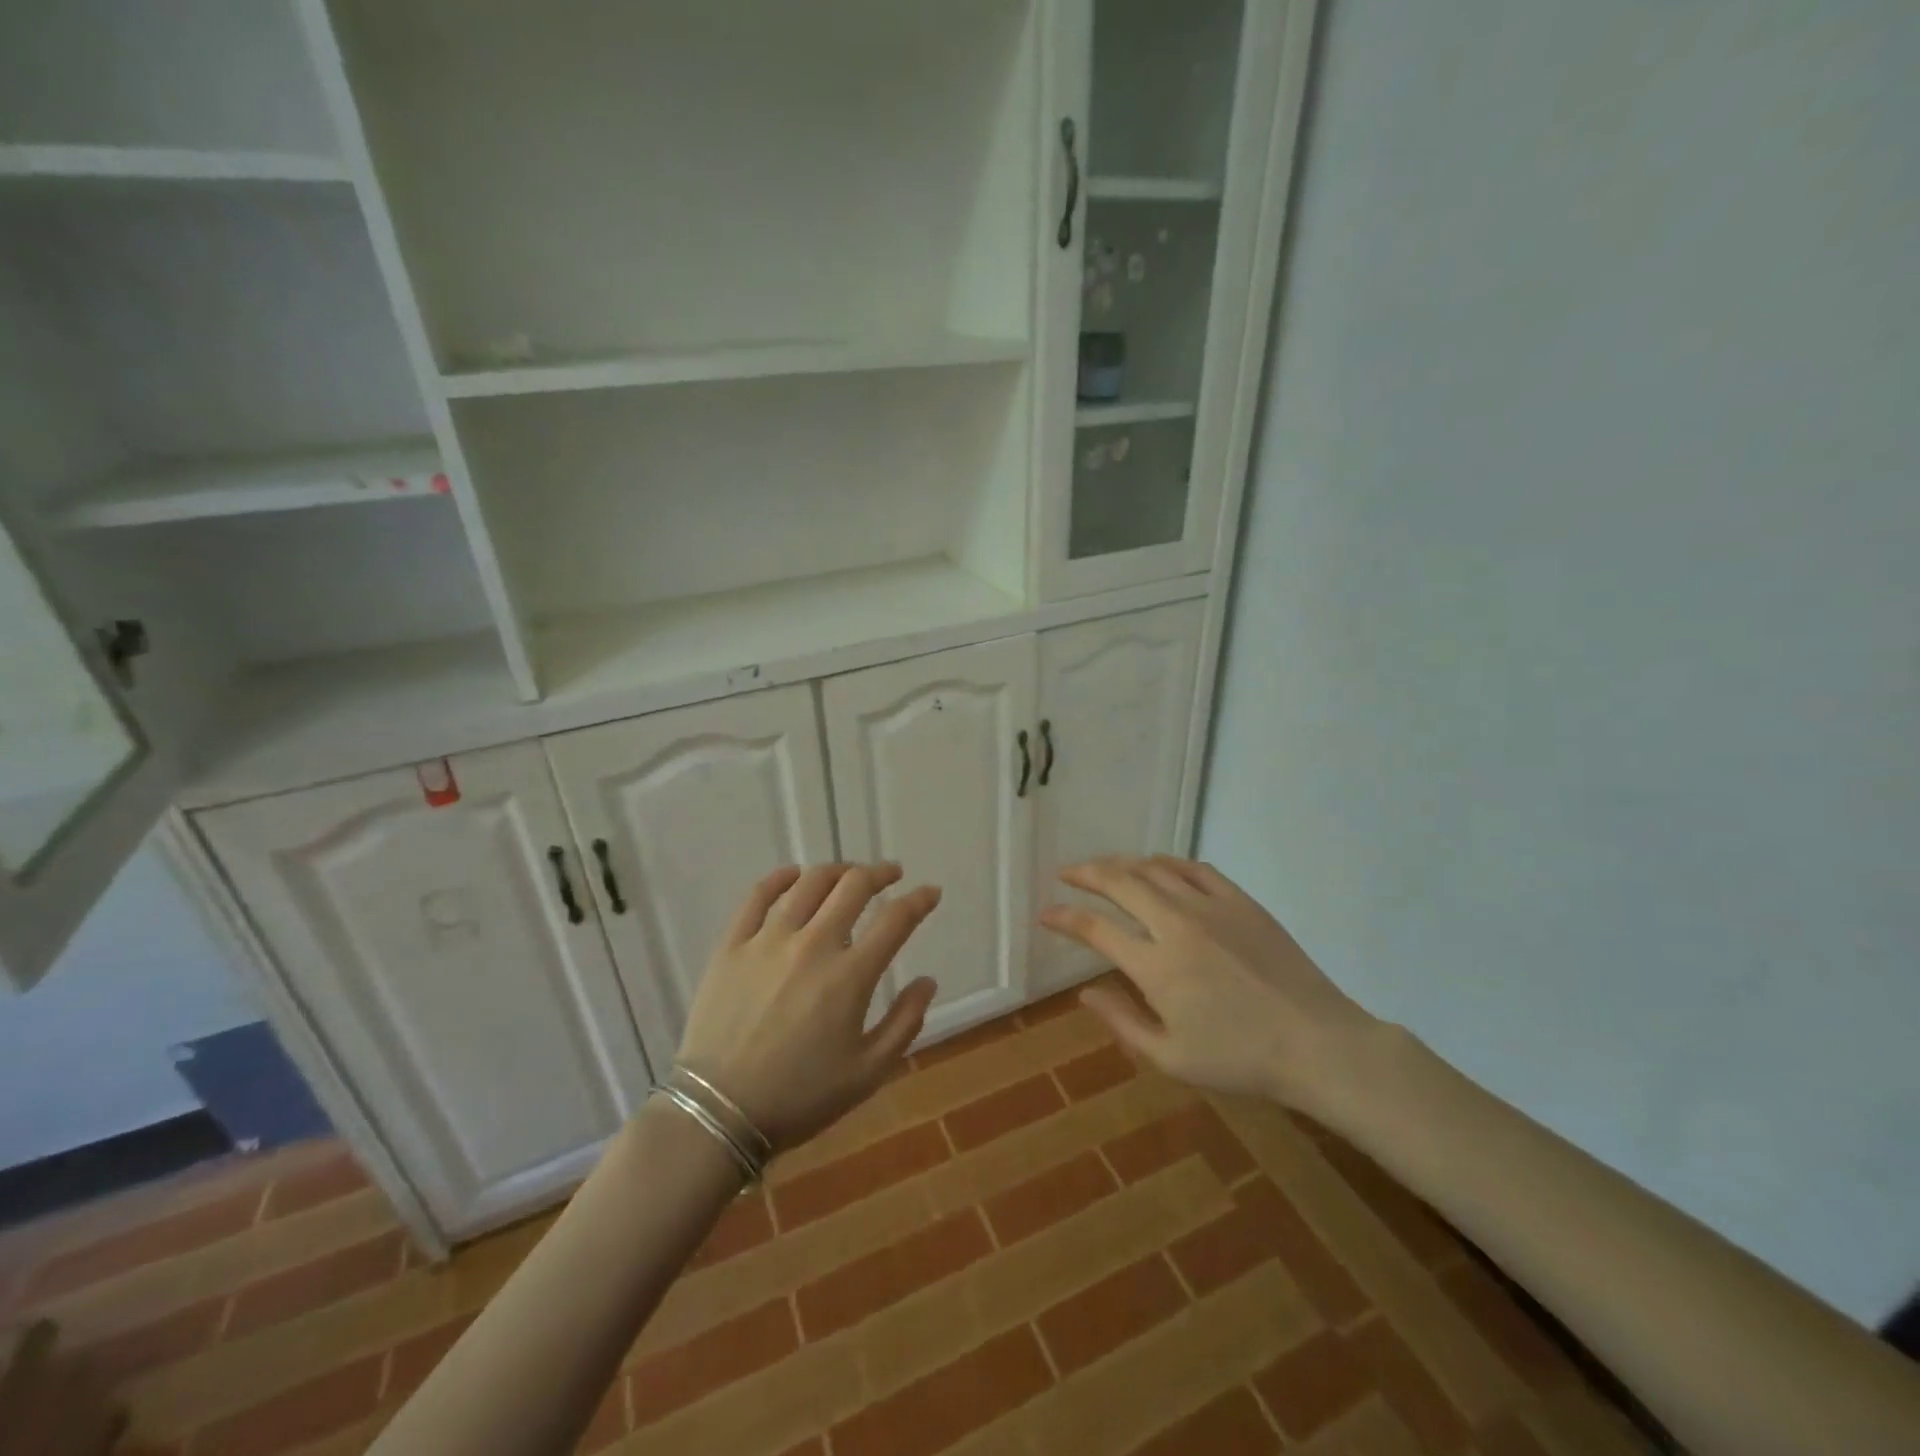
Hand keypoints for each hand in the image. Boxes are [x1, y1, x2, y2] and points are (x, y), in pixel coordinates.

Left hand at [677, 863, 940, 1150]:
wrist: (718, 1113)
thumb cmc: (800, 1097)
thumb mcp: (868, 1073)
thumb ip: (905, 1023)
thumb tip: (927, 981)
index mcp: (850, 976)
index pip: (895, 920)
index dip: (919, 900)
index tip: (930, 892)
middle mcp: (812, 945)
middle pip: (853, 887)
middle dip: (879, 874)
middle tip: (890, 875)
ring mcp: (768, 940)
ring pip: (809, 883)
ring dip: (837, 871)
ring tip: (848, 874)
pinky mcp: (732, 945)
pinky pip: (757, 896)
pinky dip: (780, 878)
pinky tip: (794, 875)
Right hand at [1039, 856, 1377, 1112]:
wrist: (1316, 1044)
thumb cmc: (1240, 1060)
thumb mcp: (1171, 1058)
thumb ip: (1122, 1022)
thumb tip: (1085, 992)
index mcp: (1156, 966)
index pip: (1096, 929)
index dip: (1065, 918)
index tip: (1046, 914)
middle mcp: (1176, 925)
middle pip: (1120, 883)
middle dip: (1086, 874)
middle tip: (1067, 873)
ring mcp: (1211, 907)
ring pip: (1155, 869)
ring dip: (1122, 863)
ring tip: (1104, 867)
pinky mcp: (1241, 901)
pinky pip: (1196, 868)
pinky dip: (1169, 862)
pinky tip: (1158, 865)